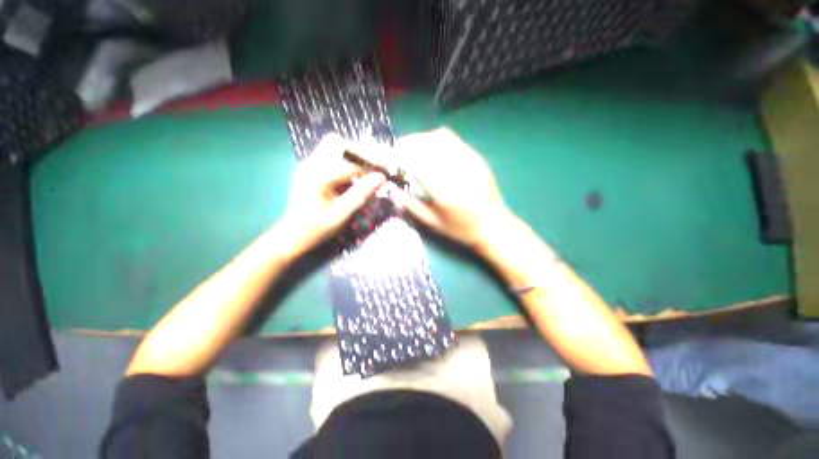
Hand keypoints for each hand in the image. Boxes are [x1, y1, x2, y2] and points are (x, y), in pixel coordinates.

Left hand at [282, 134, 385, 249]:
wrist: (293, 235)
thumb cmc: (318, 228)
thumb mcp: (342, 214)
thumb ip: (361, 194)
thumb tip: (381, 177)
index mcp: (318, 176)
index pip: (350, 163)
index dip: (370, 166)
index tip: (384, 173)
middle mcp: (311, 164)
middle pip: (337, 143)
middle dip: (359, 153)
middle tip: (373, 169)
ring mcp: (308, 165)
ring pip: (333, 147)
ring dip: (352, 157)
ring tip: (364, 174)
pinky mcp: (309, 169)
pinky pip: (329, 155)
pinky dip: (345, 162)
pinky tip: (352, 178)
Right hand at [388, 128, 513, 250]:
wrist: (494, 225)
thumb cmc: (461, 229)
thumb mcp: (432, 222)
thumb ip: (410, 203)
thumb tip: (392, 187)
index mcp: (445, 189)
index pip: (414, 162)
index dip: (395, 155)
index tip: (382, 155)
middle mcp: (457, 168)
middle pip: (425, 144)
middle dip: (405, 145)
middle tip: (394, 154)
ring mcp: (469, 159)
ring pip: (437, 137)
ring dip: (419, 140)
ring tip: (410, 150)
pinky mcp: (475, 156)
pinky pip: (451, 139)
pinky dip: (433, 139)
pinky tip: (429, 149)